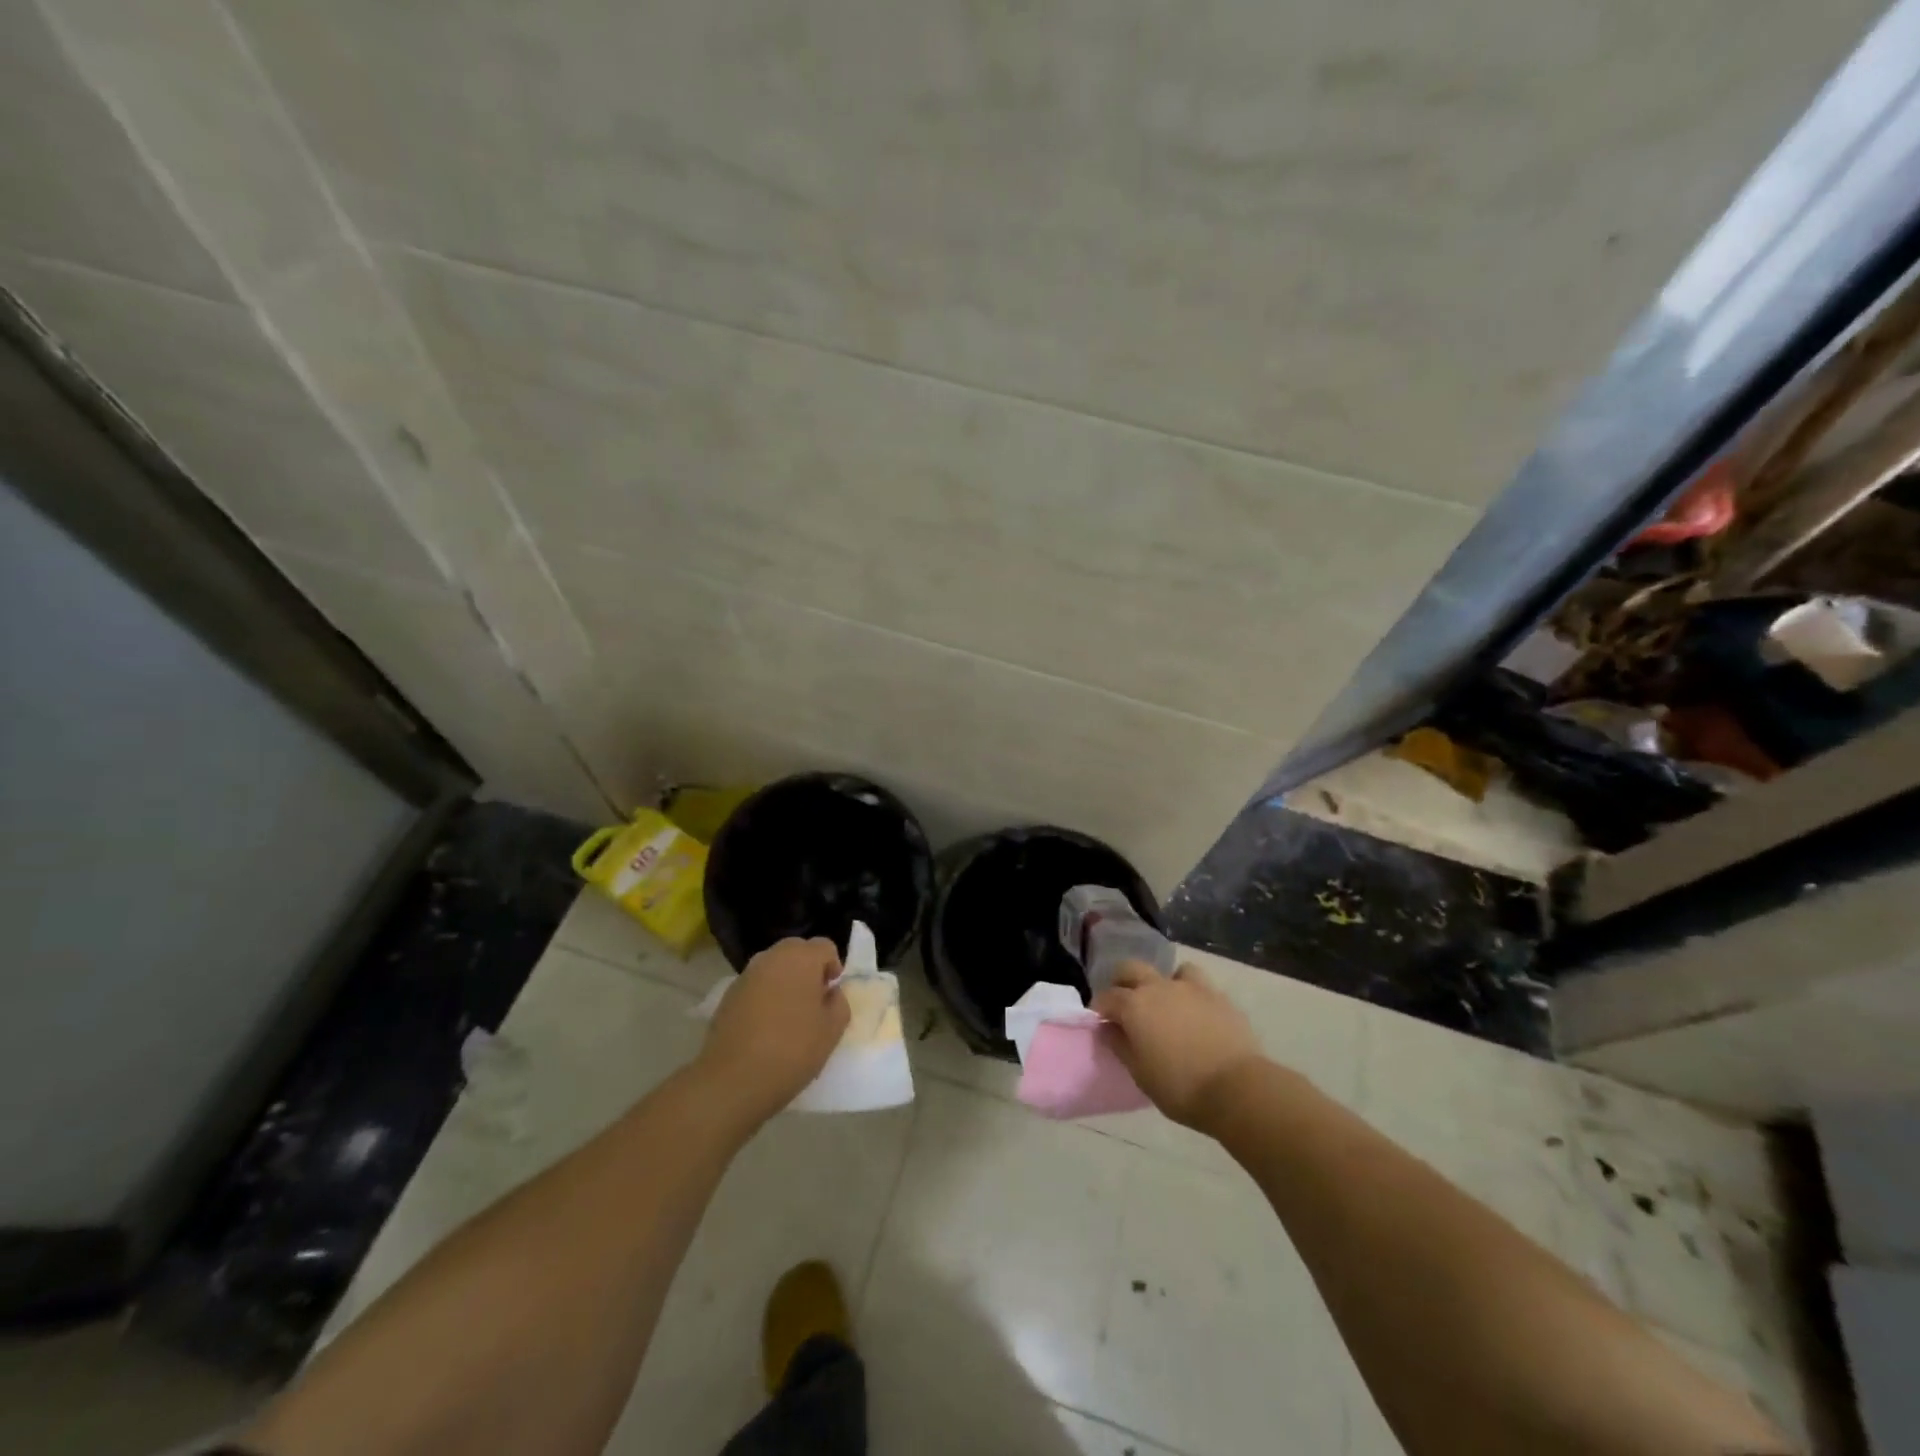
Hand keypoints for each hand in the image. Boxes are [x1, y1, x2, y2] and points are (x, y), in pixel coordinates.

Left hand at [699, 937, 849, 1124]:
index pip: (825, 946)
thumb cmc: (792, 1050)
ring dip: (785, 981)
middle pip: (796, 950)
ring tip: (788, 1015)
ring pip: (773, 967)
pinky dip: (764, 996)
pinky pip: (755, 985)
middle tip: (813, 1001)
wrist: (733, 1080)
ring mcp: (746, 975)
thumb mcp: (832, 1030)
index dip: (833, 966)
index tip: (831, 993)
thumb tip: (829, 993)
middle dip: (808, 969)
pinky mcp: (727, 995)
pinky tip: (765, 1026)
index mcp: (801, 958)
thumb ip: (839, 1003)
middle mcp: (772, 958)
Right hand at [1092, 960, 1264, 1130]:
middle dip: (1122, 982)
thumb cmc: (1180, 1087)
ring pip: (1171, 971)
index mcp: (1134, 1006)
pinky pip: (1200, 986)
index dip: (1100, 1009)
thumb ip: (1120, 1046)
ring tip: (1168, 1006)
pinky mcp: (1219, 996)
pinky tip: (1196, 1014)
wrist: (1237, 1088)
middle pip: (1131, 969)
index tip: (1100, 1022)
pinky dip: (1192, 995)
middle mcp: (1158, 987)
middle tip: (1125, 1005)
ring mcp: (1191, 988)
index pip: (1106, 997)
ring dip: (1164, 984)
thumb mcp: (1140, 1074)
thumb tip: (1109, 1029)